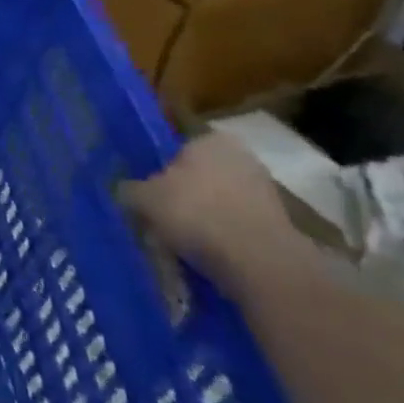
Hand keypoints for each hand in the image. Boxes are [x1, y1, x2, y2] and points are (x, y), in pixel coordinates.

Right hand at [118, 132, 309, 290]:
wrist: (260, 262)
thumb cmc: (195, 212)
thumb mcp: (143, 197)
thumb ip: (130, 188)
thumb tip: (125, 190)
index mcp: (210, 139)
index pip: (177, 150)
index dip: (158, 172)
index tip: (148, 195)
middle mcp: (242, 158)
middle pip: (199, 178)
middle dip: (182, 198)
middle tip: (159, 220)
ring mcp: (265, 194)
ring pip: (218, 205)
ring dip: (201, 222)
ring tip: (179, 246)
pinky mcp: (278, 228)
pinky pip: (236, 230)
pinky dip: (221, 242)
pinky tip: (204, 259)